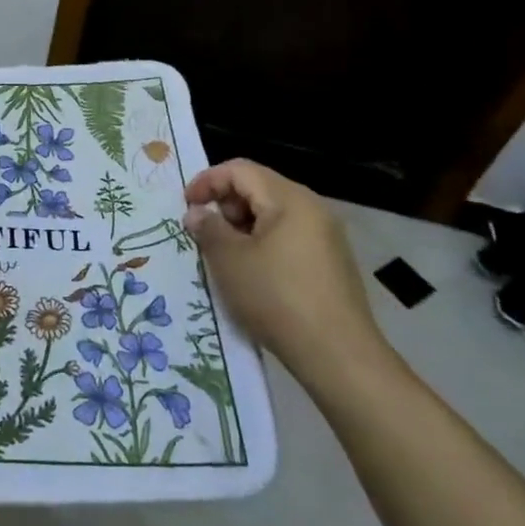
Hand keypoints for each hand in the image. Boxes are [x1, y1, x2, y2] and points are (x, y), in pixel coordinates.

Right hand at [183, 159, 391, 391]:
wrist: (338, 355)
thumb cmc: (277, 297)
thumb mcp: (230, 260)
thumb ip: (208, 228)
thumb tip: (197, 213)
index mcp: (289, 199)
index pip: (240, 170)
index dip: (207, 181)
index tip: (186, 206)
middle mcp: (312, 208)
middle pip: (258, 188)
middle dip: (225, 205)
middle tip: (204, 234)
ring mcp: (326, 236)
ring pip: (273, 215)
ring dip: (242, 227)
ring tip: (224, 257)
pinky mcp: (331, 263)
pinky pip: (289, 238)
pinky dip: (263, 244)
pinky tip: (252, 275)